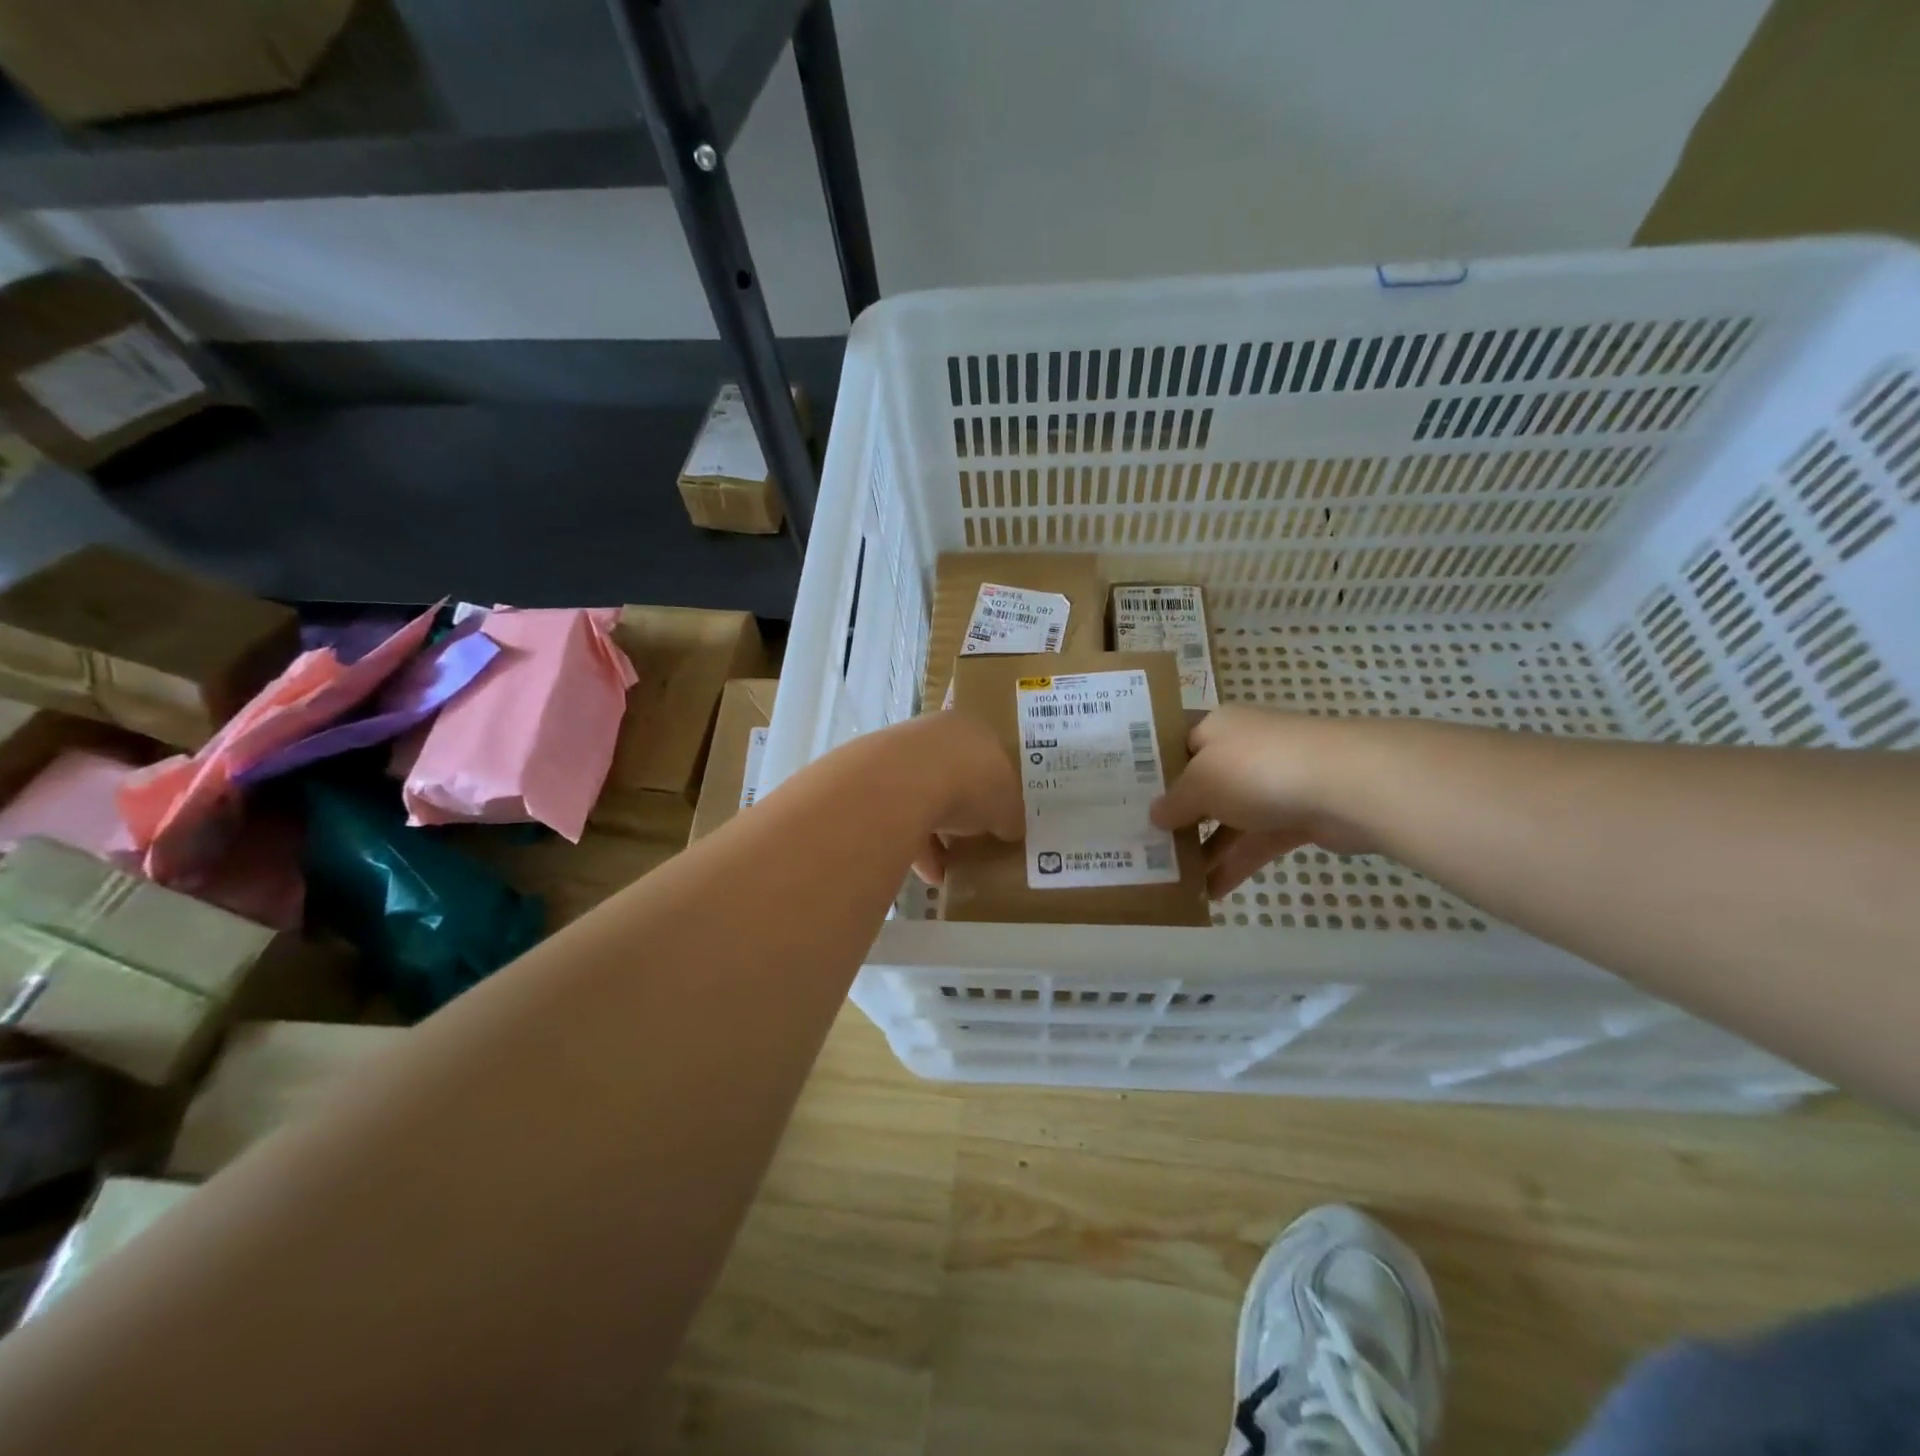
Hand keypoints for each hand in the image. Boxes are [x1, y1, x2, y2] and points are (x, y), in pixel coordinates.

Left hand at [889, 712, 1024, 884]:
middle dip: (960, 808)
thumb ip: (1010, 816)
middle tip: (971, 839)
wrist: (903, 783)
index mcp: (971, 729)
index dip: (994, 788)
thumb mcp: (1007, 806)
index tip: (997, 816)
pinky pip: (898, 817)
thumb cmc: (971, 783)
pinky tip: (928, 875)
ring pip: (922, 796)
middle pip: (952, 774)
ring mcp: (898, 756)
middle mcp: (933, 735)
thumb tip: (1010, 828)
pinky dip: (914, 845)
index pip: (987, 756)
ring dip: (935, 832)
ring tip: (948, 867)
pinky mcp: (873, 783)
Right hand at [1149, 706, 1373, 896]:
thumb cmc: (1257, 769)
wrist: (1346, 785)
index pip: (1177, 746)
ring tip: (1172, 878)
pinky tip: (1209, 893)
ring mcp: (1272, 783)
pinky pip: (1256, 841)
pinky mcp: (1297, 815)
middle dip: (1177, 816)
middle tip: (1144, 843)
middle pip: (1202, 784)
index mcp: (1217, 728)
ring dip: (1204, 848)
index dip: (1153, 772)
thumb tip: (1155, 816)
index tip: (1128, 800)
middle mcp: (1244, 749)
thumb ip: (1174, 803)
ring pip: (1229, 817)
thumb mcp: (1200, 784)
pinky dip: (1235, 864)